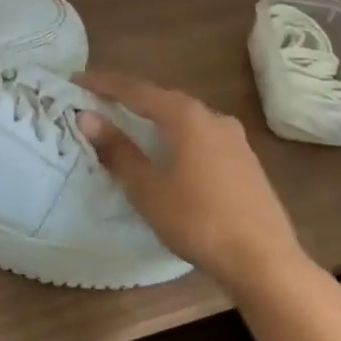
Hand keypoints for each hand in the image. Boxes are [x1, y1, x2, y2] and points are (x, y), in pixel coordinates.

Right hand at [74, 71, 311, 301]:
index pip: (136, 90)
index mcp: (186, 116)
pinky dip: (176, 133)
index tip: (77, 80)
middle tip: (99, 99)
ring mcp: (233, 137)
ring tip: (130, 122)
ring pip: (185, 116)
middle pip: (162, 98)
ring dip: (155, 115)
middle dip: (129, 97)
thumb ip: (117, 150)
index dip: (104, 84)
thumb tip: (86, 117)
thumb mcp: (148, 189)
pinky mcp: (244, 159)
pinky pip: (201, 134)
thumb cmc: (198, 220)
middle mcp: (212, 116)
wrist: (264, 259)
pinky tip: (170, 150)